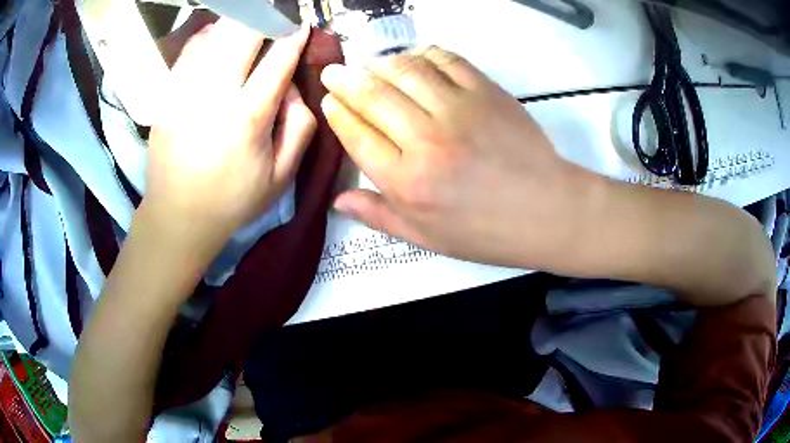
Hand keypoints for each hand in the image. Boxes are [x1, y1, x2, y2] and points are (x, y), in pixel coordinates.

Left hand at [145, 20, 314, 250]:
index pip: (278, 58)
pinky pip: (191, 48)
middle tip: (278, 15)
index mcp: (247, 117)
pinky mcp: (167, 94)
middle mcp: (213, 94)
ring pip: (215, 34)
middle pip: (243, 33)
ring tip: (252, 21)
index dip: (294, 35)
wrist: (177, 216)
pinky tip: (220, 37)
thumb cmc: (232, 199)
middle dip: (266, 16)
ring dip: (239, 21)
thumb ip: (301, 126)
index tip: (302, 25)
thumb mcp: (283, 176)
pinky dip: (209, 34)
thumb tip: (292, 87)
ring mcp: (184, 91)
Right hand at [320, 47, 595, 267]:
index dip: (338, 112)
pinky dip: (423, 54)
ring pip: (405, 70)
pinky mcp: (486, 91)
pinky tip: (414, 59)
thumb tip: (337, 200)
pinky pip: (446, 60)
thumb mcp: (426, 238)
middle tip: (334, 72)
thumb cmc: (486, 232)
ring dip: (379, 63)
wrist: (547, 211)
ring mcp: (458, 109)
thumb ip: (379, 215)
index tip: (329, 100)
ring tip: (369, 65)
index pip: (356, 134)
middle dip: (345, 79)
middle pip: (373, 95)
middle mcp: (425, 139)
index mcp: (406, 181)